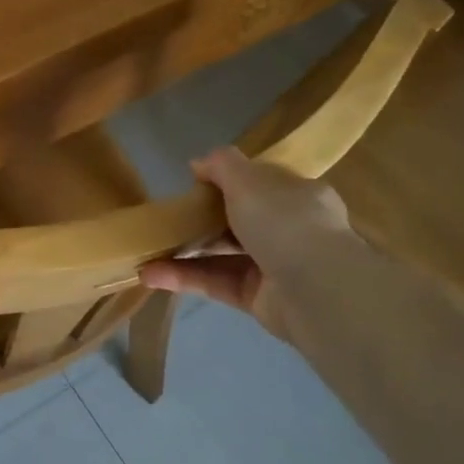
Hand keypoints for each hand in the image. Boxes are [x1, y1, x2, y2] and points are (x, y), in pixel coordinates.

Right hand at [138, 148, 352, 332]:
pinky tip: (151, 274)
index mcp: (297, 197)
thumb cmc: (285, 222)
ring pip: (222, 255)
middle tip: (167, 218)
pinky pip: (216, 283)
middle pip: (238, 221)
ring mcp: (274, 267)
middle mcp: (290, 231)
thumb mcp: (248, 179)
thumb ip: (222, 165)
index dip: (229, 182)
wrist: (317, 291)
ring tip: (146, 250)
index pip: (262, 185)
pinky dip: (184, 278)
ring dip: (184, 252)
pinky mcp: (258, 299)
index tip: (194, 184)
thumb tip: (198, 163)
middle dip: (201, 220)